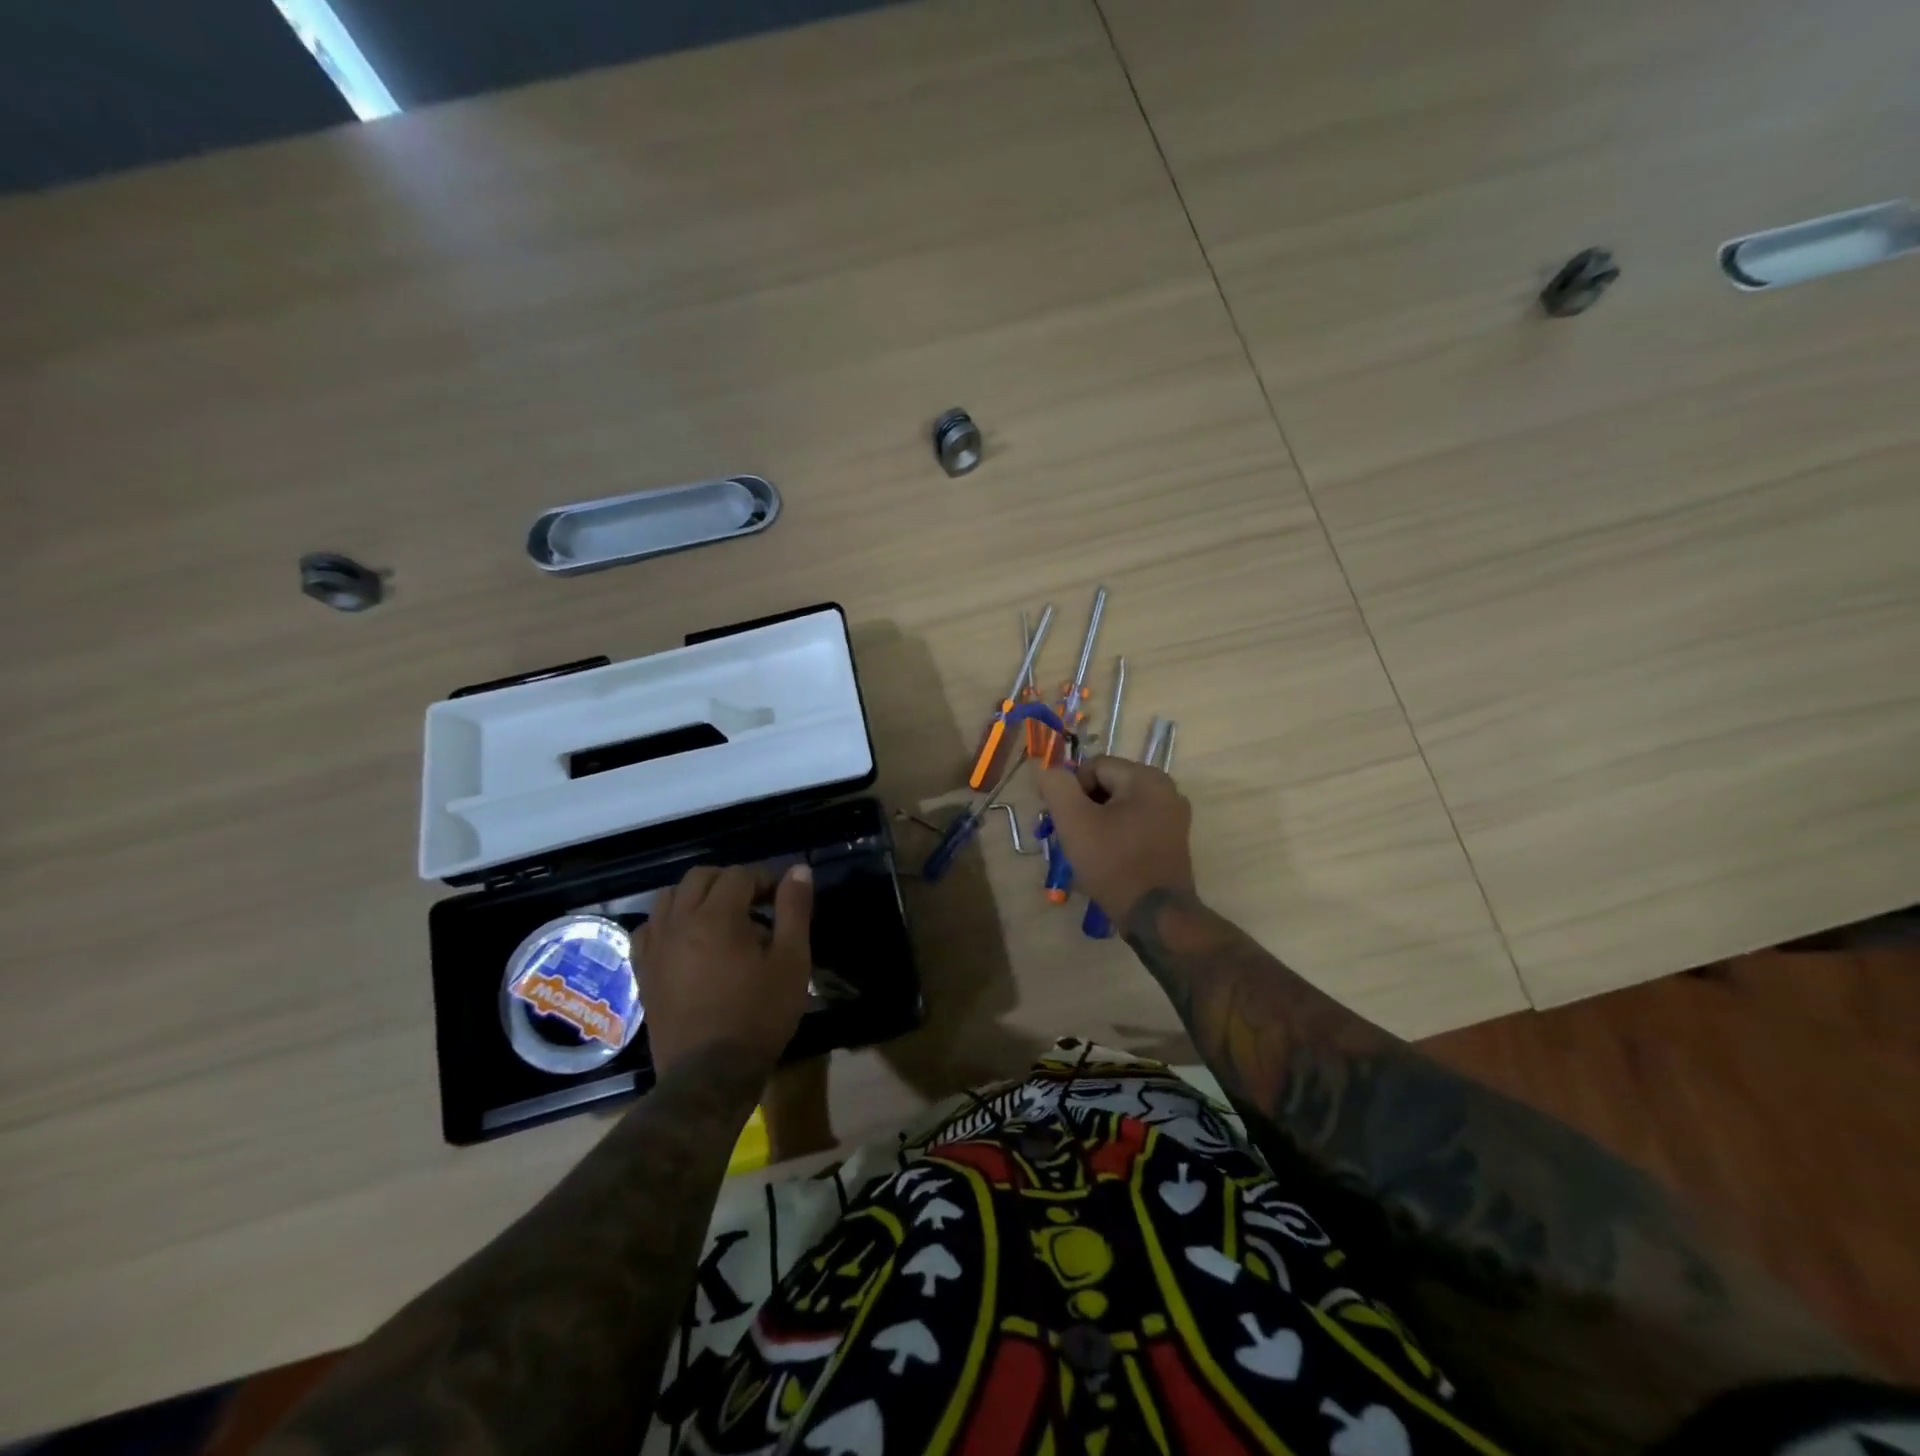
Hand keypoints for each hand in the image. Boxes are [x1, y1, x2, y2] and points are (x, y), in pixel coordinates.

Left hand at [637, 862, 813, 1078]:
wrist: (710, 1075)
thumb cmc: (759, 1015)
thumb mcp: (791, 961)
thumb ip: (794, 910)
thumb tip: (798, 870)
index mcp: (716, 917)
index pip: (739, 875)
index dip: (765, 879)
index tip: (781, 899)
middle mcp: (678, 922)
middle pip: (700, 877)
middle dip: (730, 881)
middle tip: (755, 904)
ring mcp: (655, 947)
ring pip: (669, 897)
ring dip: (696, 897)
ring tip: (721, 919)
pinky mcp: (643, 971)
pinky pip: (648, 929)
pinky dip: (668, 922)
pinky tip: (686, 940)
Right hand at [1036, 756, 1195, 925]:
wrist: (1155, 916)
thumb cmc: (1113, 863)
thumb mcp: (1074, 821)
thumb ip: (1057, 786)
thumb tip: (1049, 771)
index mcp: (1146, 778)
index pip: (1093, 766)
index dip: (1070, 790)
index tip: (1061, 820)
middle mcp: (1167, 790)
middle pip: (1108, 785)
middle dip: (1083, 807)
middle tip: (1069, 837)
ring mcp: (1174, 817)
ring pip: (1119, 808)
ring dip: (1097, 823)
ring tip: (1085, 851)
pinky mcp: (1173, 841)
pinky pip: (1134, 826)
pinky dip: (1116, 836)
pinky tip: (1105, 859)